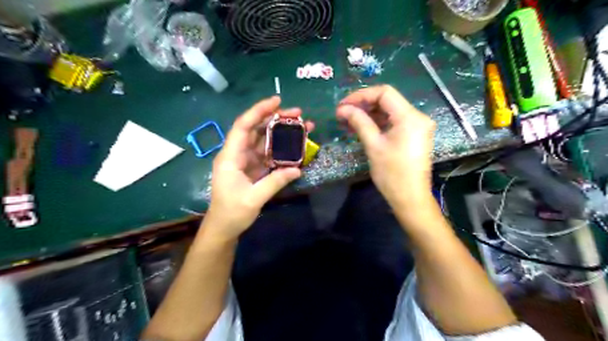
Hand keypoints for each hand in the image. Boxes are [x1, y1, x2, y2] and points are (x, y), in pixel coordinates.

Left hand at [202, 96, 313, 242]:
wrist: (224, 228)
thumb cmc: (232, 213)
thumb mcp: (253, 199)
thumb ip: (275, 182)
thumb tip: (297, 170)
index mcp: (230, 157)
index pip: (243, 126)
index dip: (258, 111)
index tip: (277, 101)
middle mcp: (237, 154)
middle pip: (256, 129)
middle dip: (275, 118)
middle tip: (298, 113)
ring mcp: (246, 161)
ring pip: (263, 140)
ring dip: (281, 132)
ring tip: (301, 126)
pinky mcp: (253, 168)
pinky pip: (268, 153)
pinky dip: (281, 148)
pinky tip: (295, 146)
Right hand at [338, 84, 436, 209]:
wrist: (410, 198)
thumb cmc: (392, 173)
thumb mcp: (373, 145)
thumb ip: (359, 122)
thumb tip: (342, 109)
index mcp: (410, 117)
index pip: (384, 93)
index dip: (361, 95)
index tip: (344, 105)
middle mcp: (417, 117)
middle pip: (387, 101)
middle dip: (363, 105)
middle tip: (343, 115)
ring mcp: (417, 126)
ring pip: (390, 112)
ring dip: (369, 115)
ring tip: (348, 123)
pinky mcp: (414, 135)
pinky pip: (394, 122)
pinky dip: (378, 123)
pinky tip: (362, 128)